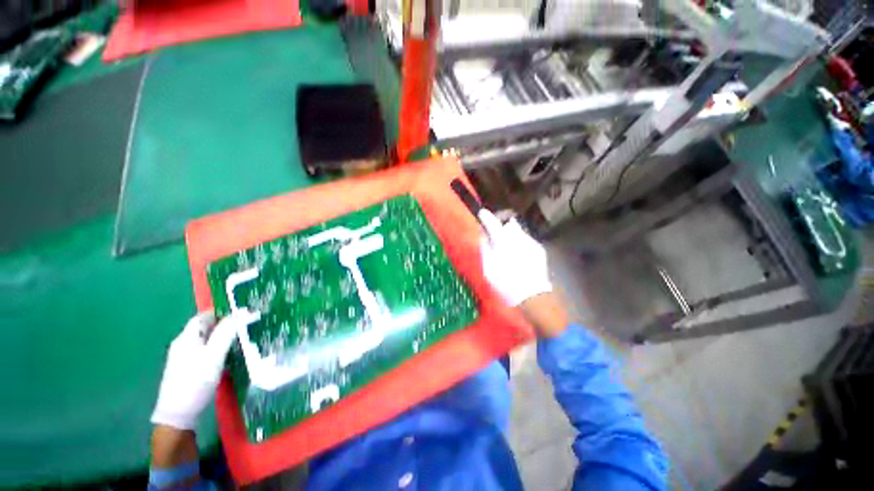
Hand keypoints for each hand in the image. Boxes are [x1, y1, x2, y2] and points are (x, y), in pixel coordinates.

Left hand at [151, 311, 239, 430]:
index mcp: (187, 335)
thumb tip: (237, 316)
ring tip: (233, 352)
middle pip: (201, 330)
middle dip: (218, 330)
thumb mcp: (212, 358)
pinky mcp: (182, 373)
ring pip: (200, 345)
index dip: (219, 314)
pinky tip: (218, 369)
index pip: (203, 316)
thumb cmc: (195, 382)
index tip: (237, 318)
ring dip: (215, 345)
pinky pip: (198, 358)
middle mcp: (182, 343)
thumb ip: (224, 336)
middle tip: (239, 336)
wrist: (177, 412)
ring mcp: (180, 359)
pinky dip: (210, 358)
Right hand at [478, 210, 567, 336]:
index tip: (483, 213)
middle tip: (498, 238)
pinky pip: (528, 242)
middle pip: (509, 224)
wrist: (533, 294)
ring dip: (514, 238)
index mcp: (502, 242)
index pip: (493, 223)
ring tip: (511, 252)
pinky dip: (523, 246)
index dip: (486, 217)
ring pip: (519, 233)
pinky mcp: (540, 249)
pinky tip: (522, 259)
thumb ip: (485, 250)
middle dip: (504, 228)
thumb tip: (484, 238)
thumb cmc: (506, 284)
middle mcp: (518, 237)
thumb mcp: (489, 270)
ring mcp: (531, 242)